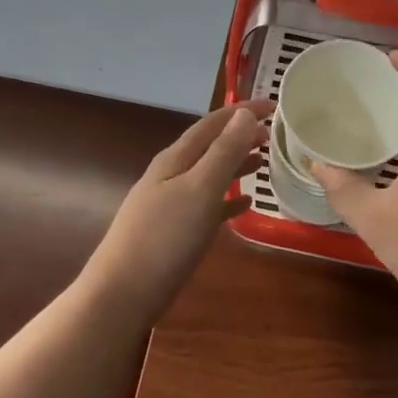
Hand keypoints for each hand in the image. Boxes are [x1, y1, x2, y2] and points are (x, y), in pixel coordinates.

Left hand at [84, 99, 269, 325]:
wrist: (123, 293)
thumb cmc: (164, 238)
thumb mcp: (199, 190)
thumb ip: (223, 152)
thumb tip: (244, 114)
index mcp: (175, 159)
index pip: (213, 123)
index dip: (242, 111)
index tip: (275, 104)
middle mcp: (170, 175)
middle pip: (210, 146)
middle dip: (240, 136)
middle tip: (275, 135)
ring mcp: (170, 203)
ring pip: (209, 174)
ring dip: (235, 164)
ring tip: (264, 162)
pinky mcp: (174, 231)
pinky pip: (207, 205)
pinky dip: (228, 200)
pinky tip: (245, 206)